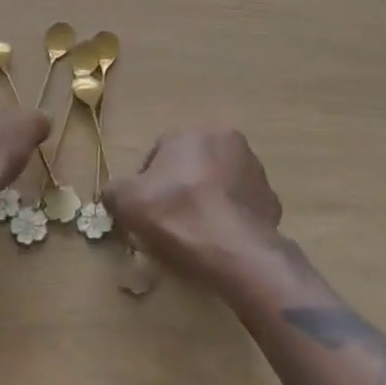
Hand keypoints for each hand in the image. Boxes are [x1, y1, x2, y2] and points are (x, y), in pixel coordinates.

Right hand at [104, 128, 282, 277]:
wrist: (236, 251)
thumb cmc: (178, 215)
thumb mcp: (127, 202)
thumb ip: (113, 190)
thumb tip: (113, 193)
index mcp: (189, 133)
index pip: (159, 154)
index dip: (148, 184)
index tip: (145, 211)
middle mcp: (225, 140)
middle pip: (192, 165)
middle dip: (181, 188)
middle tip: (170, 222)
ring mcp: (254, 170)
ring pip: (220, 184)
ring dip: (208, 201)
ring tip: (197, 235)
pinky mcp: (272, 200)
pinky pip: (243, 207)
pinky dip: (232, 219)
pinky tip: (221, 243)